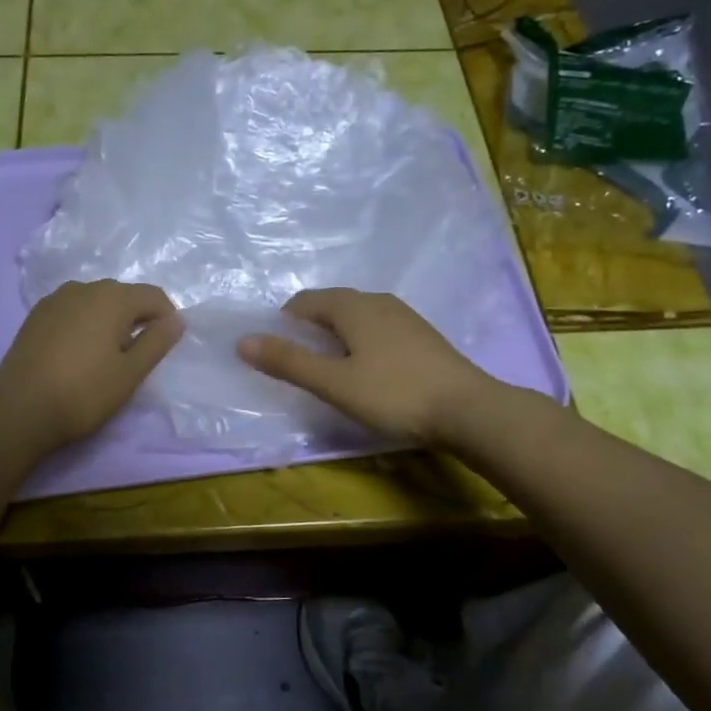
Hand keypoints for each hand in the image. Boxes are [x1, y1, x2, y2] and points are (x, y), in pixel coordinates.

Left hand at [0, 279, 183, 462]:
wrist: (18, 411)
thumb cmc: (83, 393)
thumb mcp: (130, 373)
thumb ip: (157, 342)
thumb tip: (177, 319)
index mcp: (112, 297)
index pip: (153, 296)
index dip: (166, 319)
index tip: (163, 349)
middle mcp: (83, 288)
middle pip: (123, 295)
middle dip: (137, 318)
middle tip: (137, 356)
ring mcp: (55, 300)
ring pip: (96, 301)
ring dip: (110, 320)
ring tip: (107, 355)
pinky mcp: (35, 316)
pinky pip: (72, 310)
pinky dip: (85, 324)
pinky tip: (79, 353)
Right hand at [237, 289, 495, 445]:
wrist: (468, 409)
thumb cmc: (394, 394)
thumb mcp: (333, 382)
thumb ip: (288, 362)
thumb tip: (242, 341)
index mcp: (352, 305)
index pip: (304, 301)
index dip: (282, 323)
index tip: (275, 353)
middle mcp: (378, 301)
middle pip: (330, 305)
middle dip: (308, 329)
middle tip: (298, 365)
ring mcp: (404, 316)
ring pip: (356, 317)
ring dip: (335, 336)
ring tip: (329, 370)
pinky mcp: (422, 336)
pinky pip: (377, 329)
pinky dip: (360, 343)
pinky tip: (367, 371)